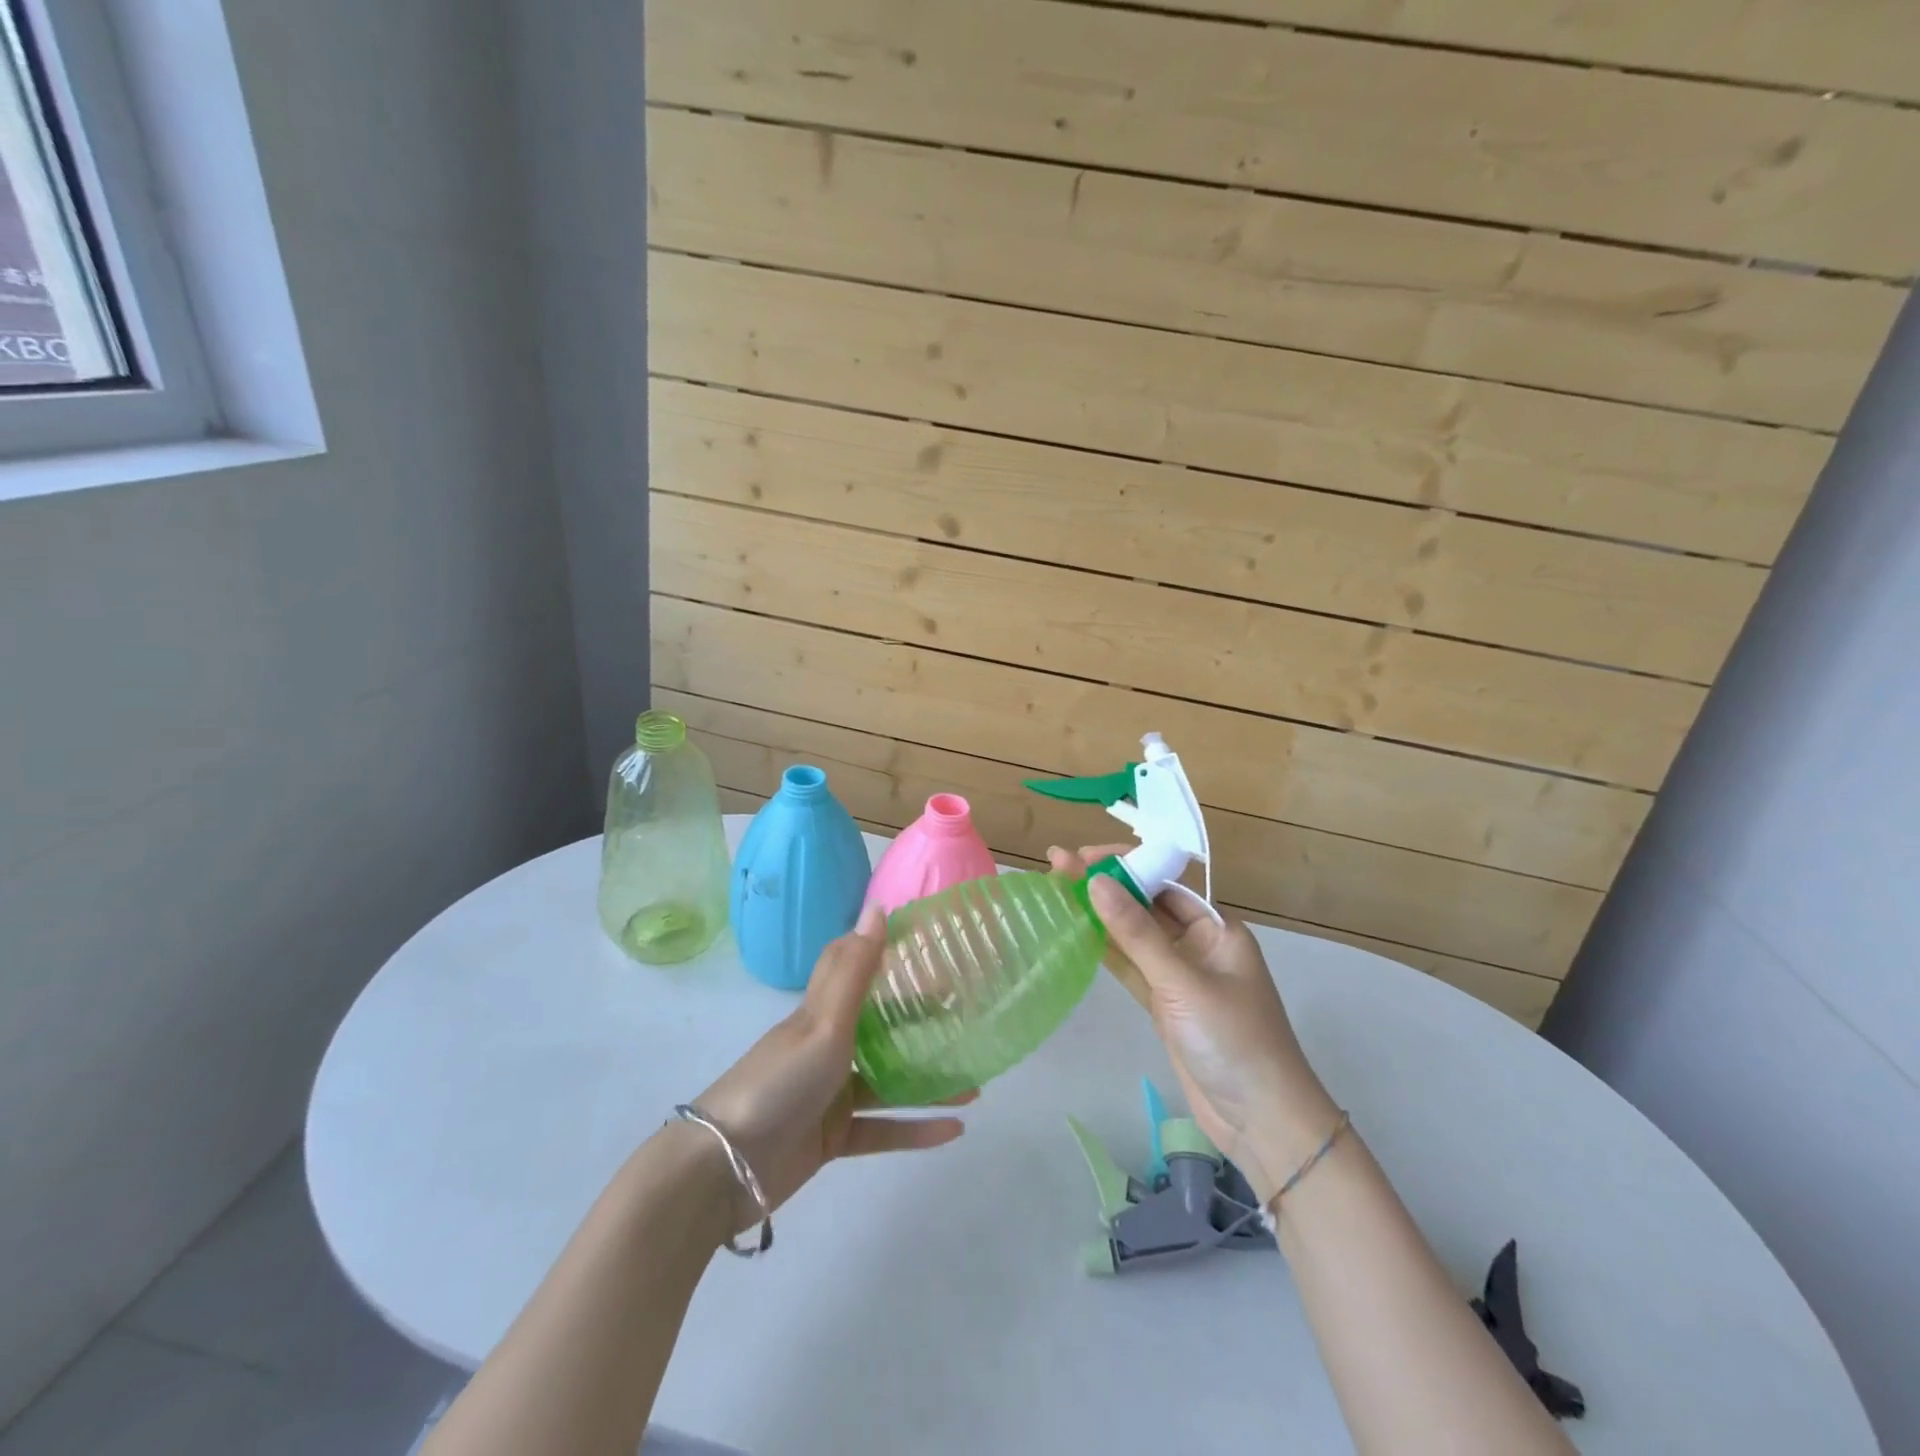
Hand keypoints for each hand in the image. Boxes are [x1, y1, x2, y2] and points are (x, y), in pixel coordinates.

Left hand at [690, 905, 971, 1230]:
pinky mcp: (832, 1138)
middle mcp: (826, 1047)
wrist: (723, 1171)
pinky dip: (916, 1129)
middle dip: (920, 1021)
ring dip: (928, 1080)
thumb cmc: (778, 1084)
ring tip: (975, 1081)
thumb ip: (855, 970)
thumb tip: (878, 906)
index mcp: (820, 1014)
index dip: (886, 952)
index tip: (930, 946)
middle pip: (880, 1027)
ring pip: (889, 1081)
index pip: (854, 969)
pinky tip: (955, 1130)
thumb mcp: (822, 1024)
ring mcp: (829, 1094)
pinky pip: (883, 1129)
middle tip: (965, 1016)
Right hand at [1049, 845, 1339, 1204]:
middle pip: (1145, 905)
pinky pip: (1130, 967)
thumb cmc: (1233, 1041)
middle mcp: (1198, 945)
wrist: (1262, 1123)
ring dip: (1098, 914)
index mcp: (1217, 929)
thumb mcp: (1183, 983)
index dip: (1125, 864)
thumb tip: (1095, 882)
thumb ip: (1137, 933)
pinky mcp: (1164, 1005)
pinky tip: (1074, 930)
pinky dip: (1104, 950)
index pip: (1165, 881)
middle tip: (1058, 864)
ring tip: (1056, 888)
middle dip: (1105, 884)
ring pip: (1133, 935)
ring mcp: (1179, 976)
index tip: (1084, 856)